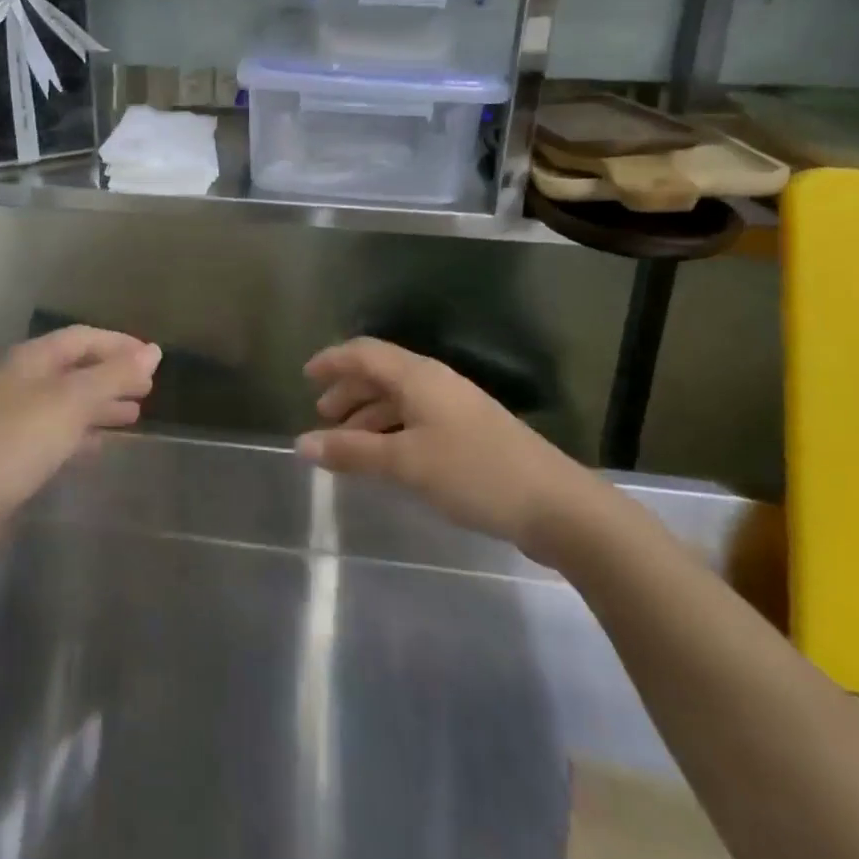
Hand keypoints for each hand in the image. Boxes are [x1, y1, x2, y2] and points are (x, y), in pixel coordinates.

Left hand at [0, 327, 160, 558]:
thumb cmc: (18, 440)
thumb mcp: (72, 402)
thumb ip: (114, 376)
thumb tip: (154, 352)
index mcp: (33, 359)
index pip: (83, 338)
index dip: (118, 344)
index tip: (152, 359)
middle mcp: (24, 381)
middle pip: (76, 369)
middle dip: (112, 376)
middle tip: (148, 389)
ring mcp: (16, 418)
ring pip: (68, 403)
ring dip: (101, 405)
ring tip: (135, 416)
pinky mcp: (14, 454)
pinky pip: (57, 433)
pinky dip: (83, 434)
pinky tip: (100, 446)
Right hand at [295, 337, 598, 563]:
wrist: (557, 506)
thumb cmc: (474, 473)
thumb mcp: (406, 463)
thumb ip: (352, 452)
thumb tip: (301, 443)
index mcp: (418, 376)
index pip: (364, 353)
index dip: (333, 361)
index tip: (305, 377)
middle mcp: (435, 383)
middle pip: (381, 373)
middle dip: (348, 390)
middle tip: (322, 415)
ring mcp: (456, 408)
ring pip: (399, 399)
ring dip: (368, 414)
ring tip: (346, 442)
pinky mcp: (470, 435)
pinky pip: (416, 420)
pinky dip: (391, 431)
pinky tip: (385, 457)